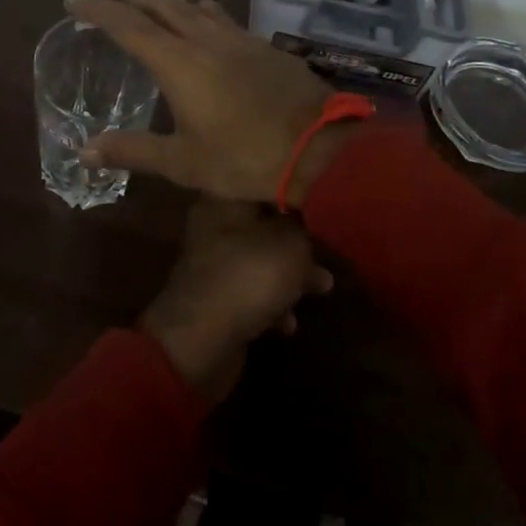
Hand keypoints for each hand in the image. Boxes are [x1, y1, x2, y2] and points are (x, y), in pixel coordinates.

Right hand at [67, 0, 353, 204]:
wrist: (319, 150)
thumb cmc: (244, 158)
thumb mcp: (183, 163)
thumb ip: (133, 151)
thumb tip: (85, 150)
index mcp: (179, 62)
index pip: (127, 24)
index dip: (97, 9)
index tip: (74, 1)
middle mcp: (205, 39)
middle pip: (161, 3)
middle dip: (132, 2)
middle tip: (113, 14)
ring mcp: (239, 39)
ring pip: (195, 7)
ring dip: (168, 7)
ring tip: (155, 20)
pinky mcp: (264, 46)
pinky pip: (223, 20)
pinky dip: (201, 19)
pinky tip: (206, 38)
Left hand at [139, 196, 334, 402]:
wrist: (201, 341)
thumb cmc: (248, 278)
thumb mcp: (290, 245)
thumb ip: (303, 230)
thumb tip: (302, 228)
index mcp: (224, 202)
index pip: (262, 184)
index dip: (293, 193)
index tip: (319, 205)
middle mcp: (214, 227)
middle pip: (264, 226)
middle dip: (297, 243)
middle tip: (325, 255)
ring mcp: (213, 264)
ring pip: (261, 261)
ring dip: (290, 277)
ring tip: (321, 289)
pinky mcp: (217, 298)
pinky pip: (252, 293)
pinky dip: (272, 305)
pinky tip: (288, 324)